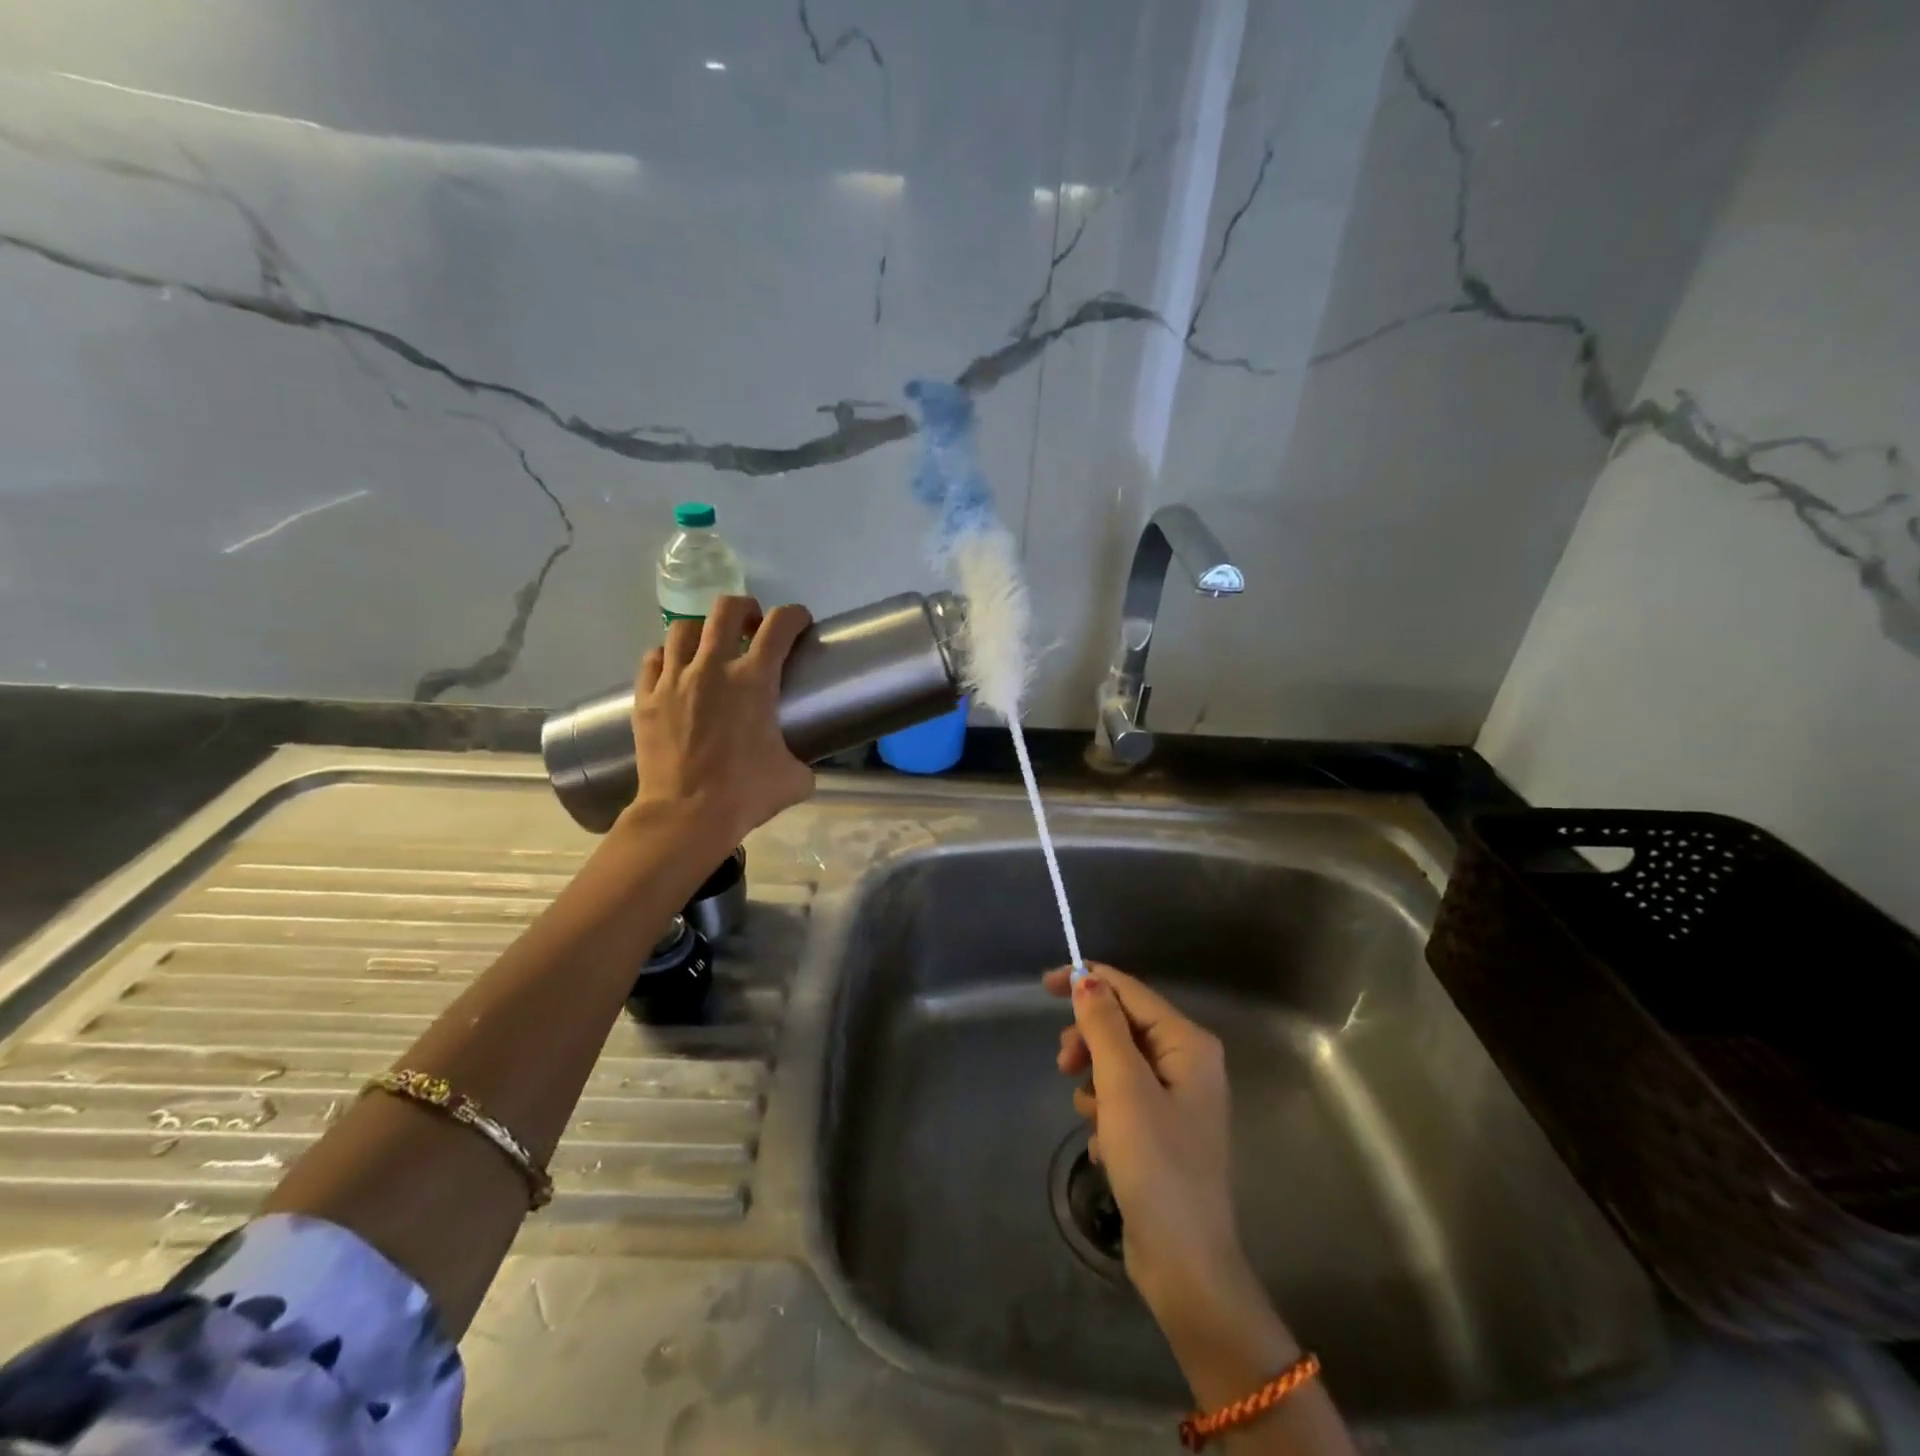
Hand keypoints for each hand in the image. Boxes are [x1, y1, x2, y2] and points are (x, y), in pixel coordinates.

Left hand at [627, 596, 815, 845]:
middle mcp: (713, 668)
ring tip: (709, 647)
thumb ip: (801, 760)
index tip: (799, 622)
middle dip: (745, 609)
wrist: (686, 816)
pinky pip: (653, 659)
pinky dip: (667, 657)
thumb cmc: (745, 794)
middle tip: (753, 627)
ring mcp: (674, 680)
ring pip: (683, 628)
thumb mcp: (794, 778)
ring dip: (702, 630)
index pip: (780, 625)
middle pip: (726, 610)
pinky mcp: (646, 698)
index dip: (794, 615)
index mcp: (755, 680)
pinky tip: (675, 671)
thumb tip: (801, 765)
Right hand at [1045, 965, 1257, 1323]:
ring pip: (1118, 1064)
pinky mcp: (1163, 1132)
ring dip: (1094, 1082)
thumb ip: (1103, 1027)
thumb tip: (1086, 978)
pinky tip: (1102, 1145)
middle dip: (1088, 1042)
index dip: (1087, 982)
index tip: (1043, 985)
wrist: (1186, 1264)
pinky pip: (1123, 1100)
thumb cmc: (1157, 1164)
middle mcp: (1188, 1064)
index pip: (1130, 992)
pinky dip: (1105, 1113)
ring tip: (1087, 1114)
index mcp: (1188, 1044)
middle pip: (1123, 1027)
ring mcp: (1177, 1100)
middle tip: (1063, 1065)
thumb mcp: (1123, 1087)